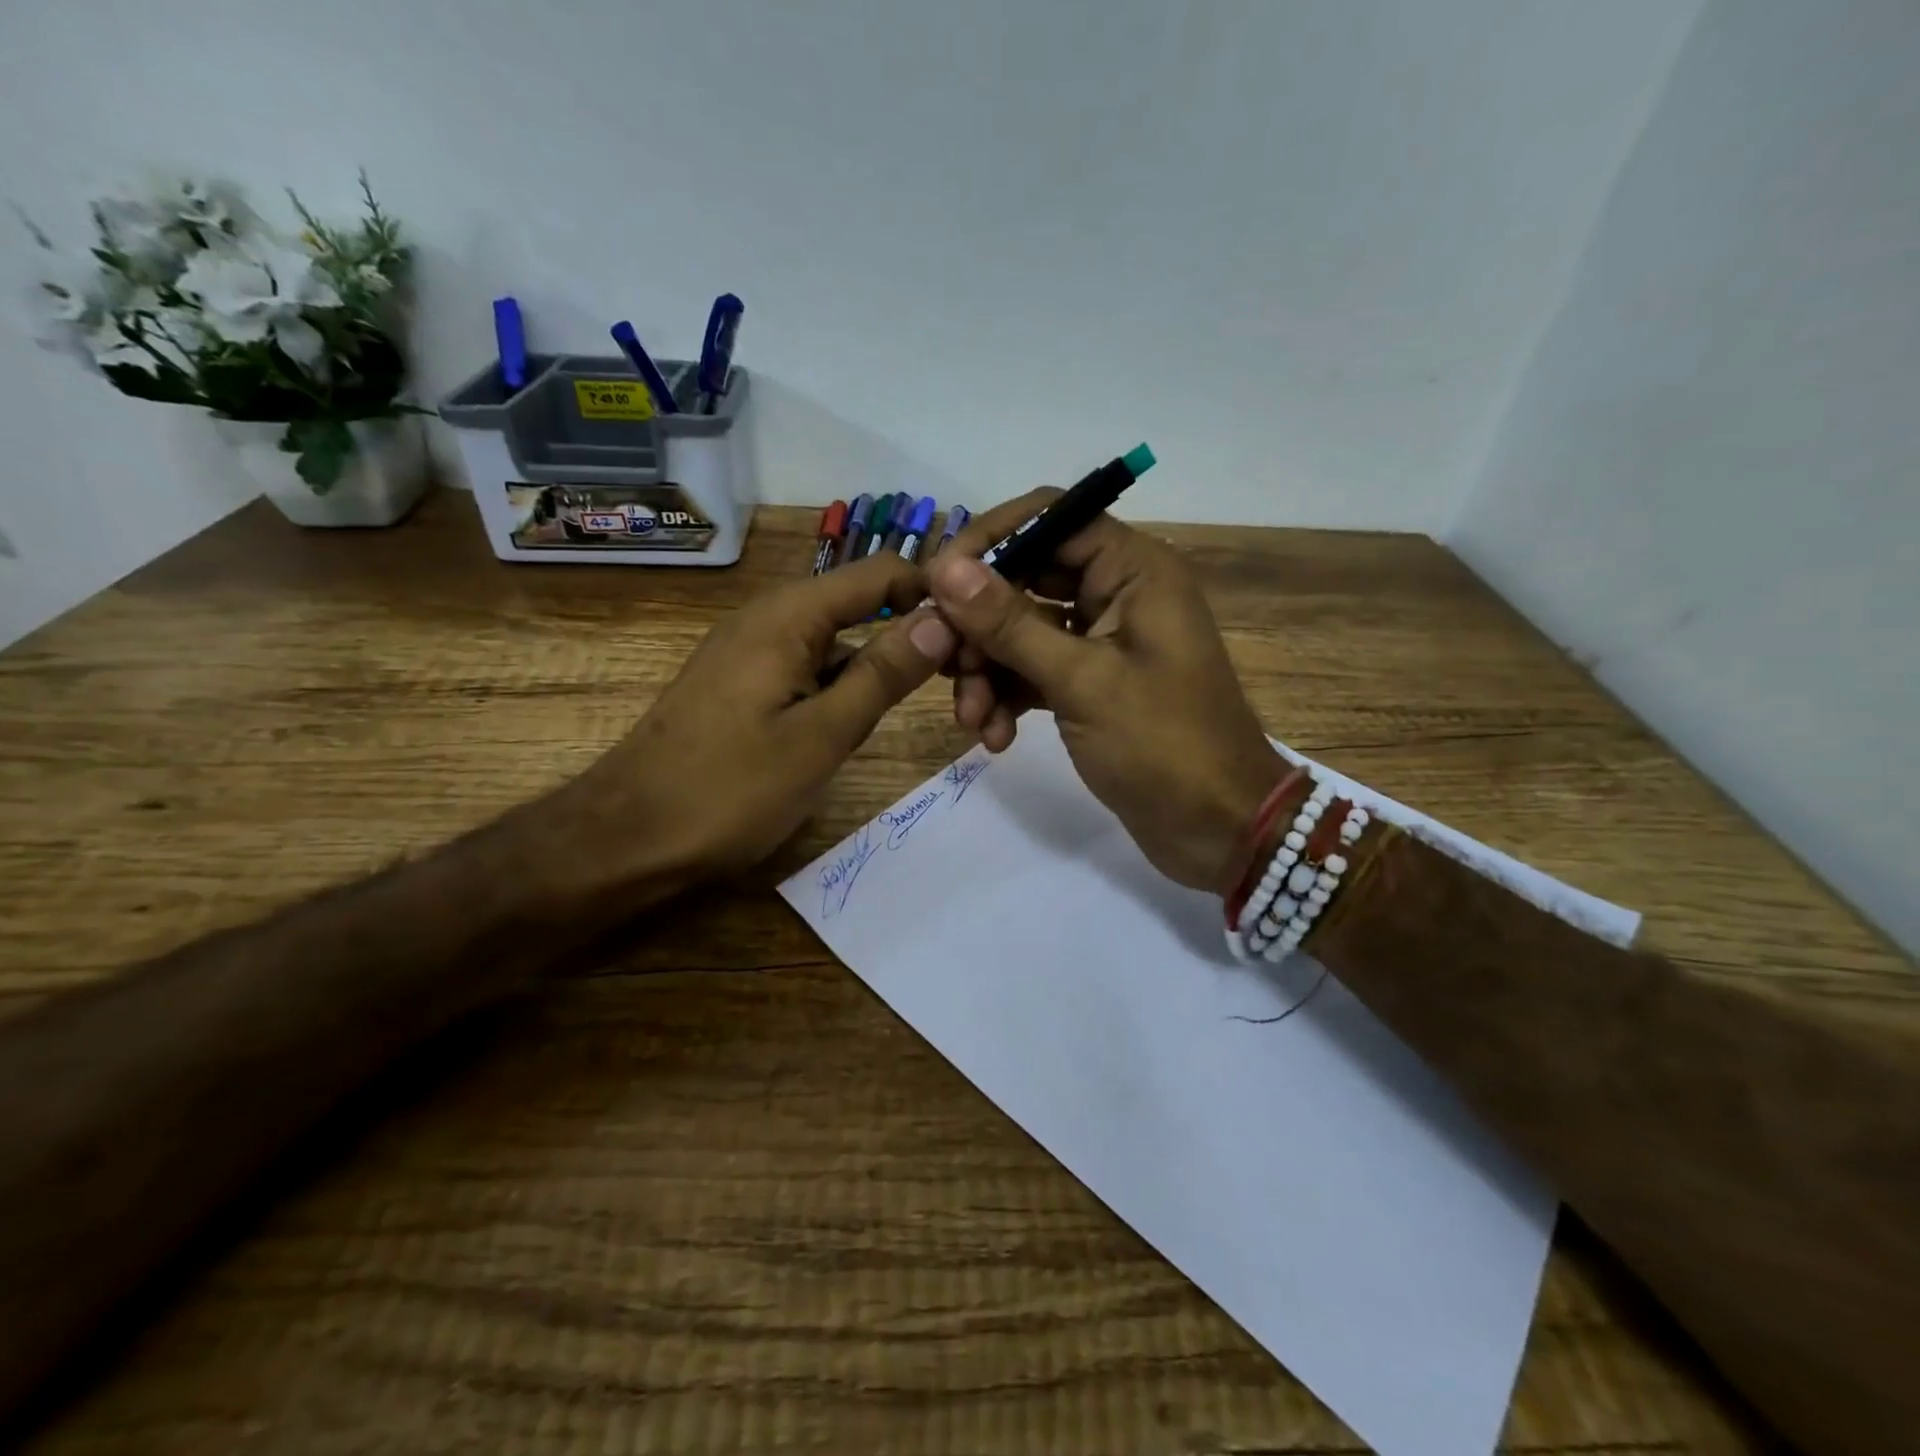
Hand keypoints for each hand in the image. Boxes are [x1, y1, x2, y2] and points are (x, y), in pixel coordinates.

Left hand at [572, 553, 956, 882]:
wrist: (628, 837)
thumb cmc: (729, 789)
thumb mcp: (822, 735)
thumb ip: (884, 674)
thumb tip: (943, 619)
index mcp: (789, 616)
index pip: (880, 574)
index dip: (933, 594)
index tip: (976, 637)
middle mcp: (768, 618)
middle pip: (859, 602)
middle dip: (913, 631)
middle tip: (961, 682)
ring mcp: (750, 651)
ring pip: (835, 639)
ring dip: (880, 663)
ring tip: (929, 700)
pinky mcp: (742, 684)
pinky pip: (808, 666)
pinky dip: (843, 683)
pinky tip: (861, 718)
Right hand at [929, 490, 1283, 893]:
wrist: (1217, 828)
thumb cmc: (1163, 745)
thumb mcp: (1082, 681)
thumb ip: (1010, 623)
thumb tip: (946, 568)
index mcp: (1134, 570)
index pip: (1049, 519)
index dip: (989, 542)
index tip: (936, 582)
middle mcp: (1117, 593)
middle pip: (1026, 578)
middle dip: (979, 624)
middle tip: (943, 661)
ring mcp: (1101, 641)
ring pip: (1021, 632)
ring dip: (987, 670)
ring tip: (972, 719)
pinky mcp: (1090, 684)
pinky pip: (1033, 673)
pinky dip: (1008, 698)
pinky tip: (995, 739)